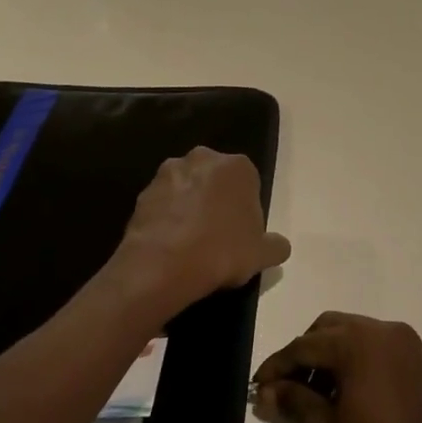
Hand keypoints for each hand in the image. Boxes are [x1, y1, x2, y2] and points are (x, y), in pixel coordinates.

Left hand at [113, 148, 290, 311]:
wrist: (163, 264)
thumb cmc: (222, 251)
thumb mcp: (262, 254)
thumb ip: (275, 245)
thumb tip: (278, 246)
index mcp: (236, 166)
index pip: (248, 183)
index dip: (246, 210)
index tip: (242, 234)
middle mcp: (202, 159)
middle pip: (215, 180)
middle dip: (216, 201)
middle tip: (218, 236)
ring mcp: (168, 173)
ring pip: (186, 189)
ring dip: (189, 207)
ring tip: (190, 243)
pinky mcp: (143, 192)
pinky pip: (163, 204)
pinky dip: (167, 218)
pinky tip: (170, 245)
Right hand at [253, 312, 421, 422]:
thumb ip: (294, 401)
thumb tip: (265, 391)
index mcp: (360, 343)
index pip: (305, 345)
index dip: (277, 366)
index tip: (256, 387)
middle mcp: (385, 332)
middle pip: (330, 329)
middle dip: (304, 355)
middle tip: (285, 390)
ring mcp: (407, 345)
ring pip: (354, 335)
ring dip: (329, 357)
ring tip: (312, 396)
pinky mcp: (420, 363)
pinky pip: (377, 348)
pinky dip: (355, 361)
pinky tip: (344, 395)